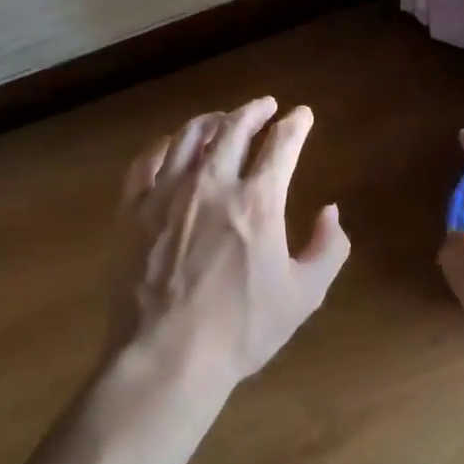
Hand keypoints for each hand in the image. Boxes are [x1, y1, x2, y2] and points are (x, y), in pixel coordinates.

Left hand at [111, 97, 349, 389]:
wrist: (166, 357)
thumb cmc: (241, 330)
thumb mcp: (304, 295)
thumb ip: (328, 248)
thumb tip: (331, 211)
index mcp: (257, 201)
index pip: (281, 144)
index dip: (296, 124)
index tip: (303, 115)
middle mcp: (212, 183)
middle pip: (234, 128)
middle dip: (255, 111)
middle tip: (266, 105)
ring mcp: (166, 193)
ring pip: (189, 136)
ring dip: (212, 120)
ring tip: (223, 118)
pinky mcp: (132, 210)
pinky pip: (146, 161)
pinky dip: (163, 145)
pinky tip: (170, 144)